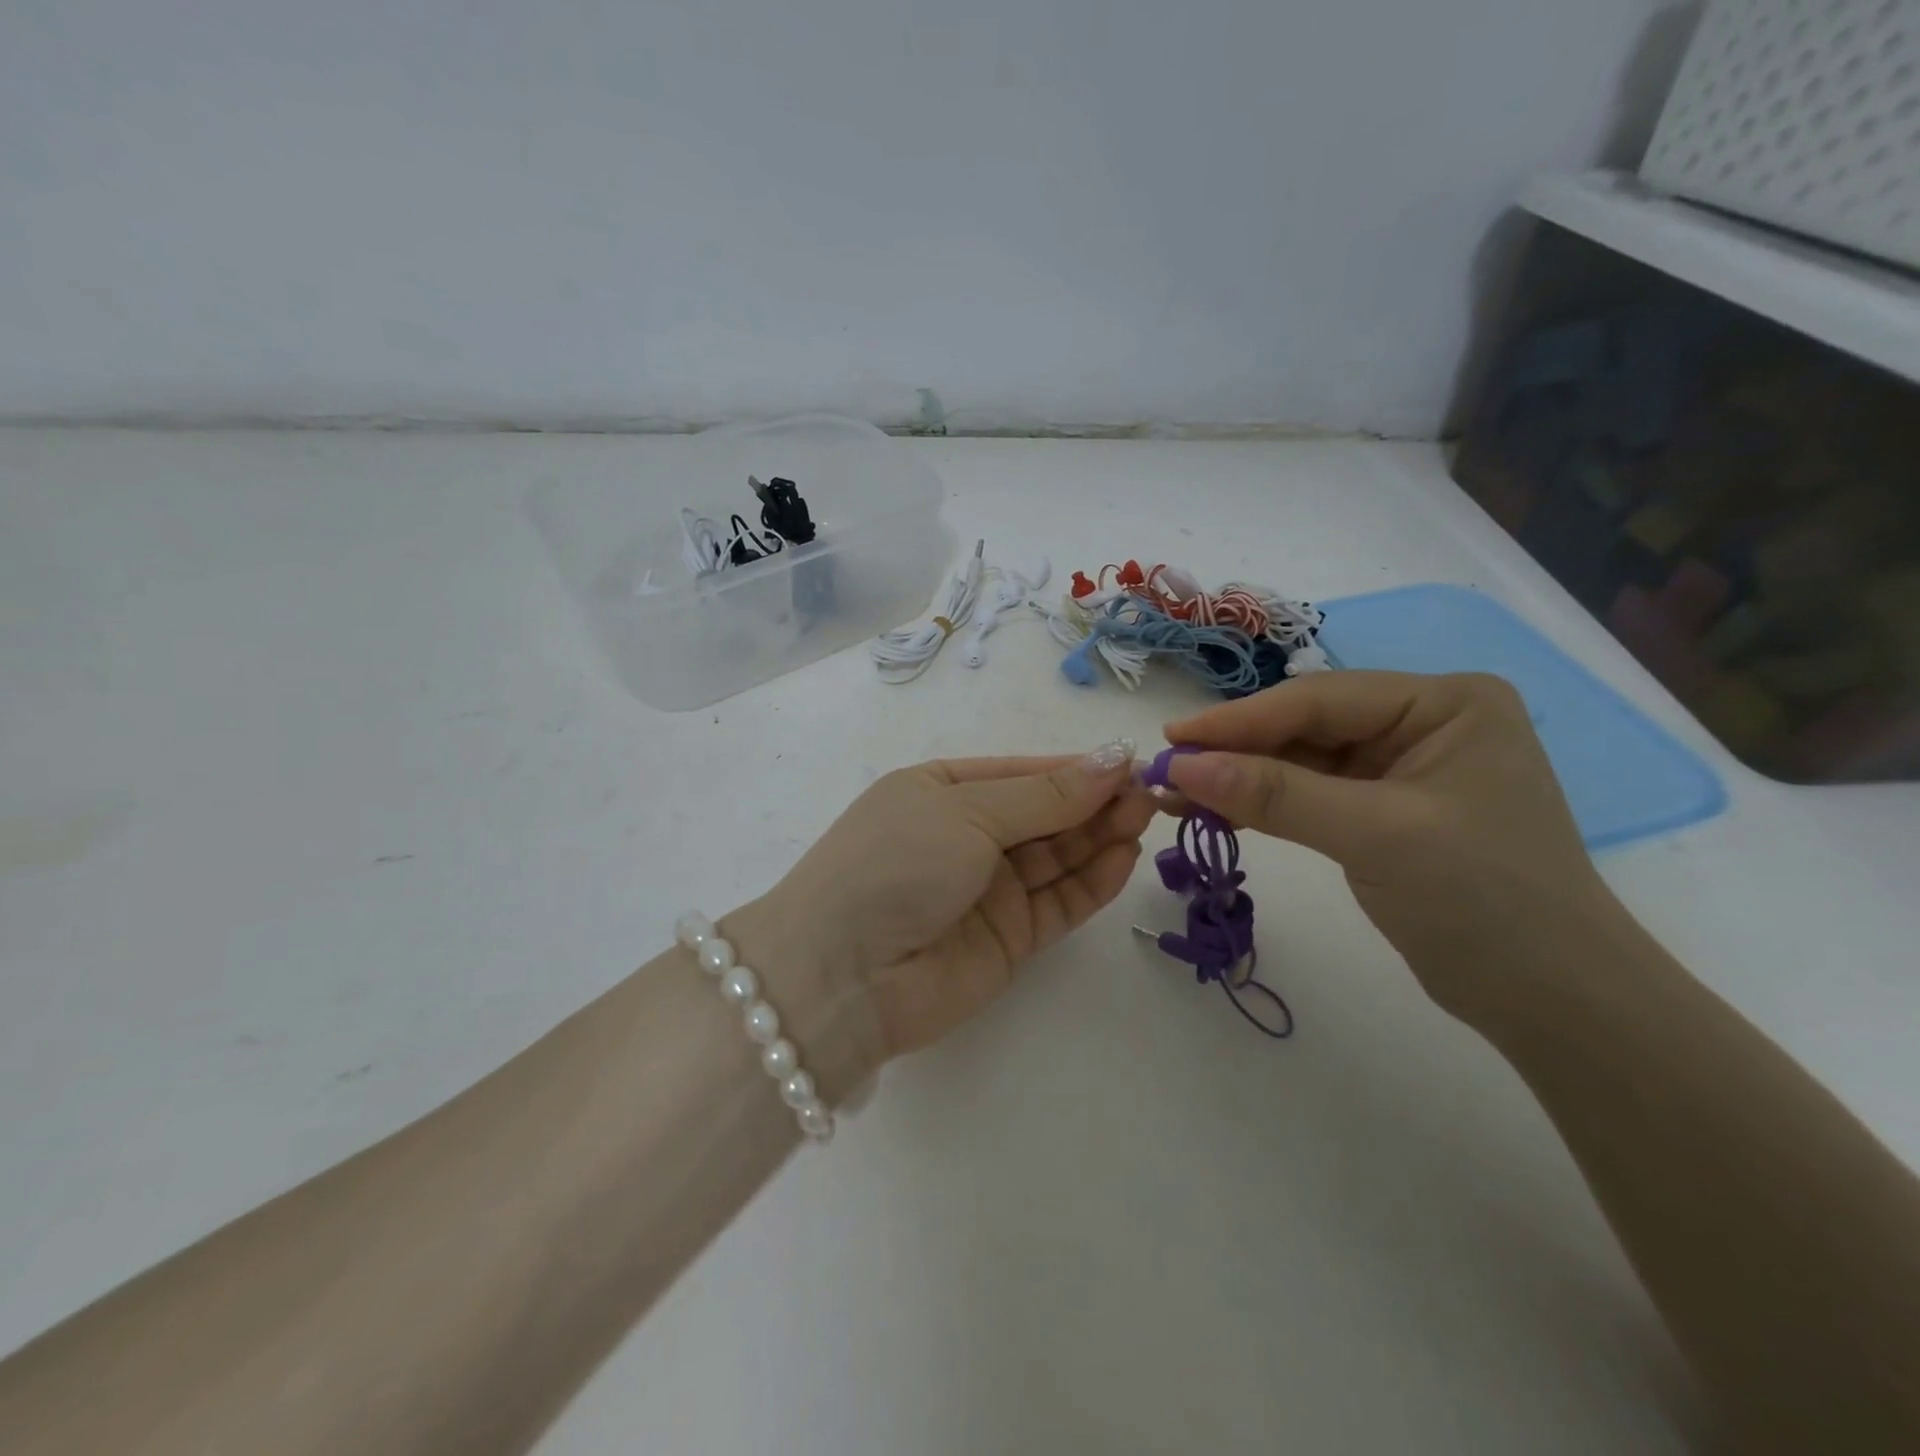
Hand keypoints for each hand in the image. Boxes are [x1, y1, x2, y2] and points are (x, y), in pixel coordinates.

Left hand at [737, 742, 1153, 1078]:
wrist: (842, 976)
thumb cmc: (896, 864)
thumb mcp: (967, 812)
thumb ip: (1045, 795)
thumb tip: (1112, 757)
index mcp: (942, 790)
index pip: (1023, 772)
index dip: (1075, 768)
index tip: (1130, 762)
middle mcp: (966, 836)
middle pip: (1045, 814)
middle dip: (1094, 801)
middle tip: (1149, 793)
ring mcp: (987, 889)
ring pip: (1058, 857)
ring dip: (1101, 836)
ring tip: (1145, 817)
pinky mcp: (1008, 938)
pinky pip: (1059, 902)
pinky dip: (1092, 881)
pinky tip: (1124, 857)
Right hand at [1163, 672, 1619, 1025]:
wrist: (1555, 1003)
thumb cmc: (1484, 900)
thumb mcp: (1374, 834)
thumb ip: (1274, 794)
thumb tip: (1178, 764)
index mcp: (1444, 702)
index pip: (1320, 699)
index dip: (1239, 720)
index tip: (1171, 739)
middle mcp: (1424, 722)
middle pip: (1306, 726)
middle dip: (1235, 751)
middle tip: (1165, 770)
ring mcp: (1402, 768)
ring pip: (1300, 761)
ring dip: (1240, 779)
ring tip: (1174, 794)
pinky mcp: (1384, 811)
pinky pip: (1309, 795)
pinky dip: (1263, 805)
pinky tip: (1215, 812)